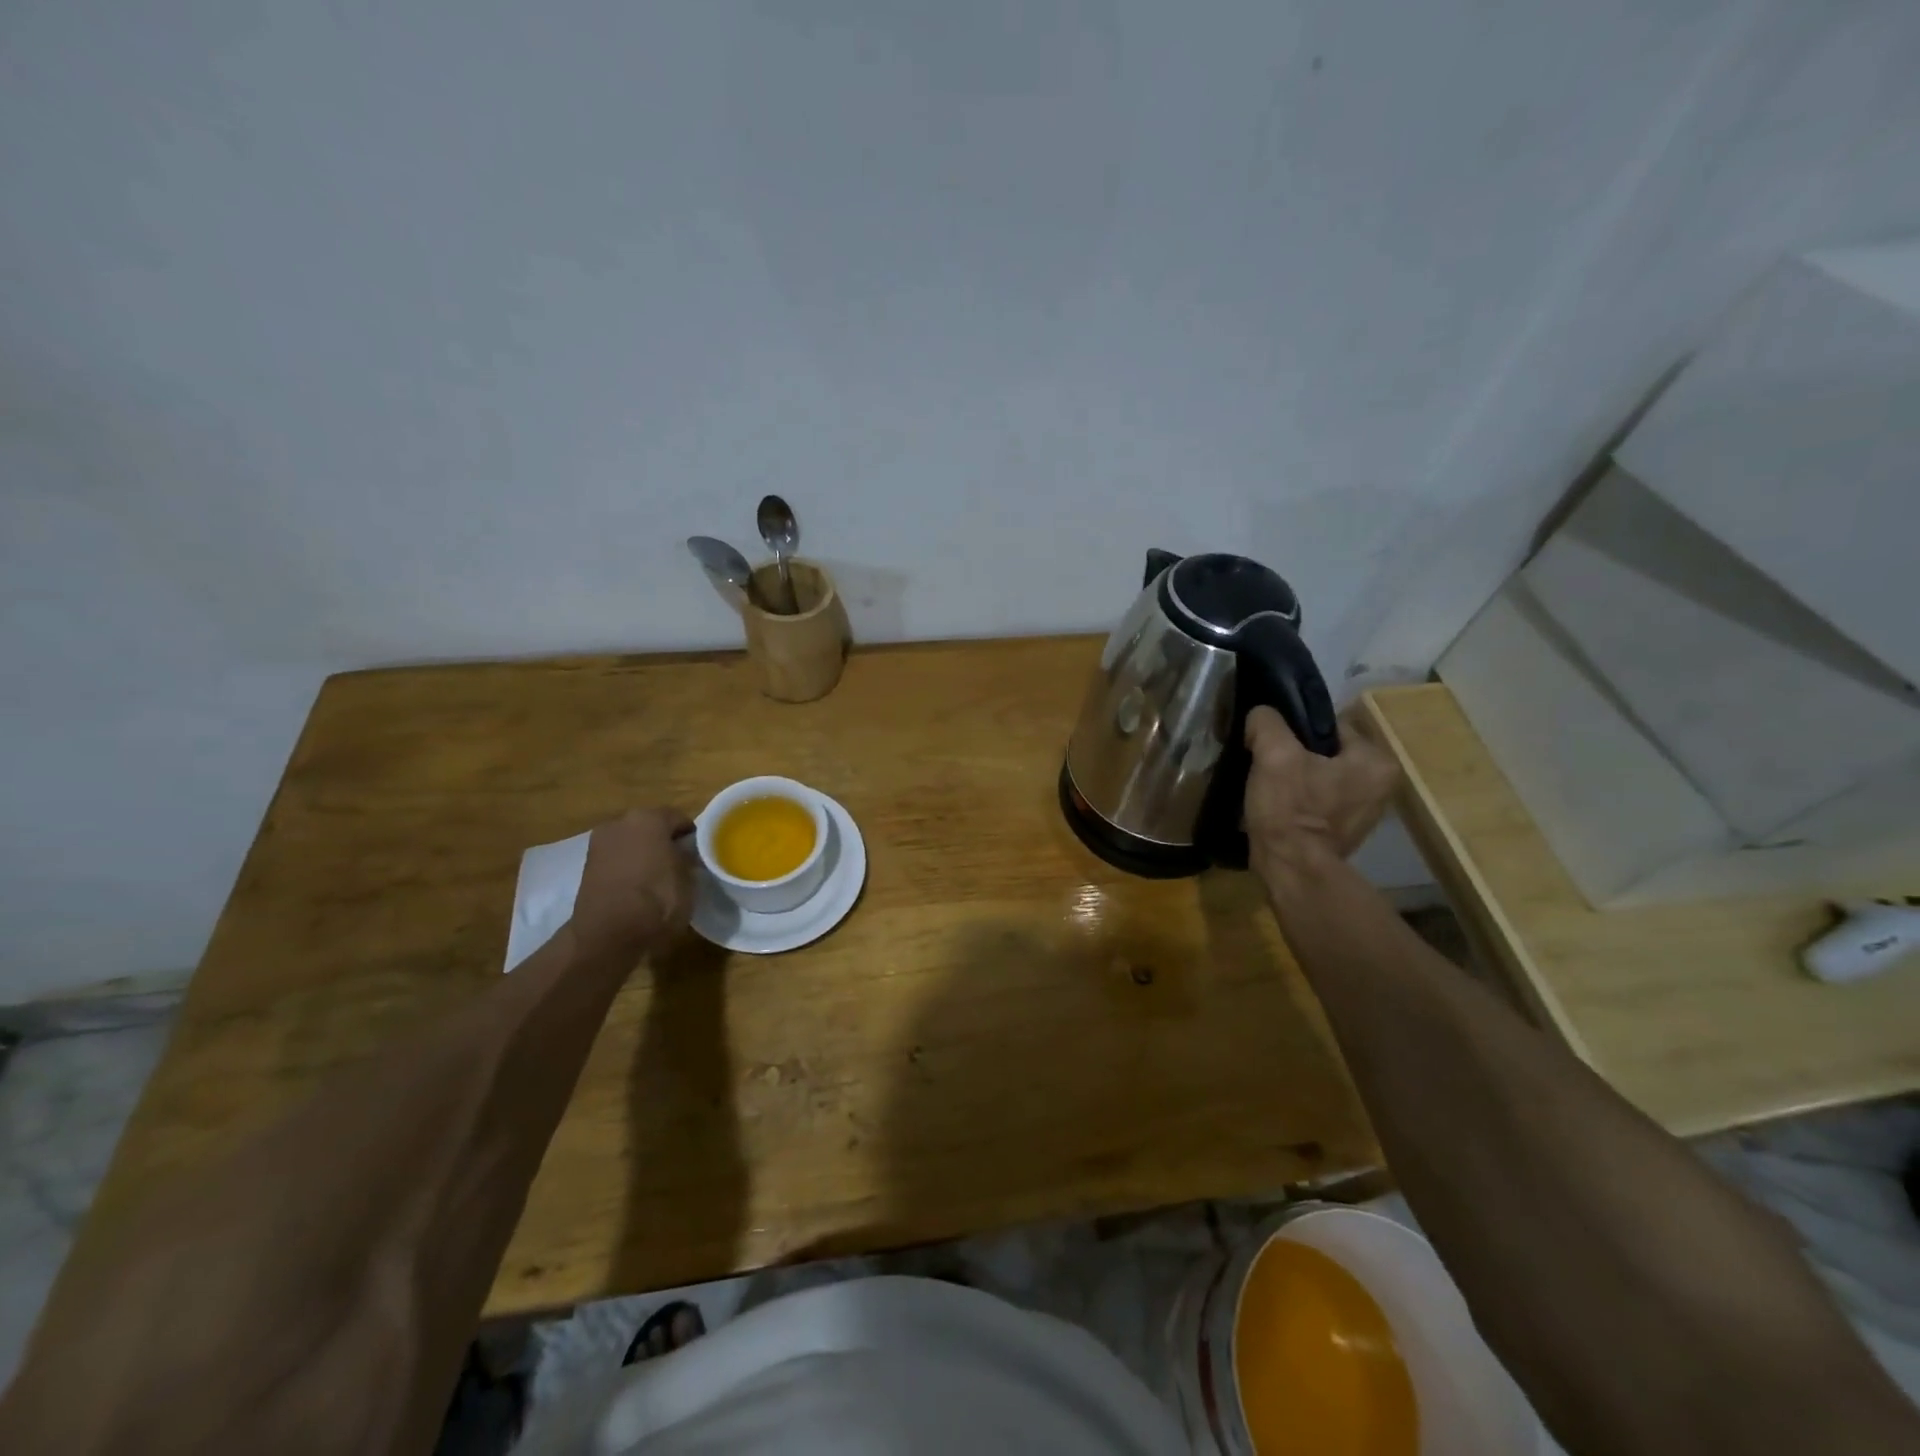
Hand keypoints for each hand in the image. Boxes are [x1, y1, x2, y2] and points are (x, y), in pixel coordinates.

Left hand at [570, 808, 695, 958]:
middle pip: (650, 827)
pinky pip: (616, 860)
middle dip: (664, 842)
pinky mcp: (586, 867)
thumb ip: (688, 857)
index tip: (699, 854)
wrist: (608, 935)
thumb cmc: (657, 900)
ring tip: (658, 878)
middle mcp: (620, 822)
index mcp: (649, 818)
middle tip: (679, 864)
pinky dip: (627, 868)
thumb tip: (685, 852)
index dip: (691, 836)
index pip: (678, 819)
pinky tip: (638, 888)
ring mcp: (599, 844)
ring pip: (631, 843)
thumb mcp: (688, 878)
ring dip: (644, 854)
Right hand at [1243, 705, 1399, 875]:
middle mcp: (1380, 784)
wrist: (1290, 869)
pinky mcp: (1342, 829)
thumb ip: (1267, 722)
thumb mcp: (1274, 755)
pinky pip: (1316, 799)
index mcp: (1375, 761)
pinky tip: (1275, 803)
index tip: (1269, 740)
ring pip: (1318, 775)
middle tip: (1264, 761)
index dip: (1294, 729)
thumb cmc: (1290, 810)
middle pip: (1324, 750)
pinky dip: (1297, 798)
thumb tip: (1261, 713)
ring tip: (1266, 782)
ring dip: (1293, 775)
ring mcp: (1363, 810)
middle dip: (1294, 753)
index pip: (1330, 724)